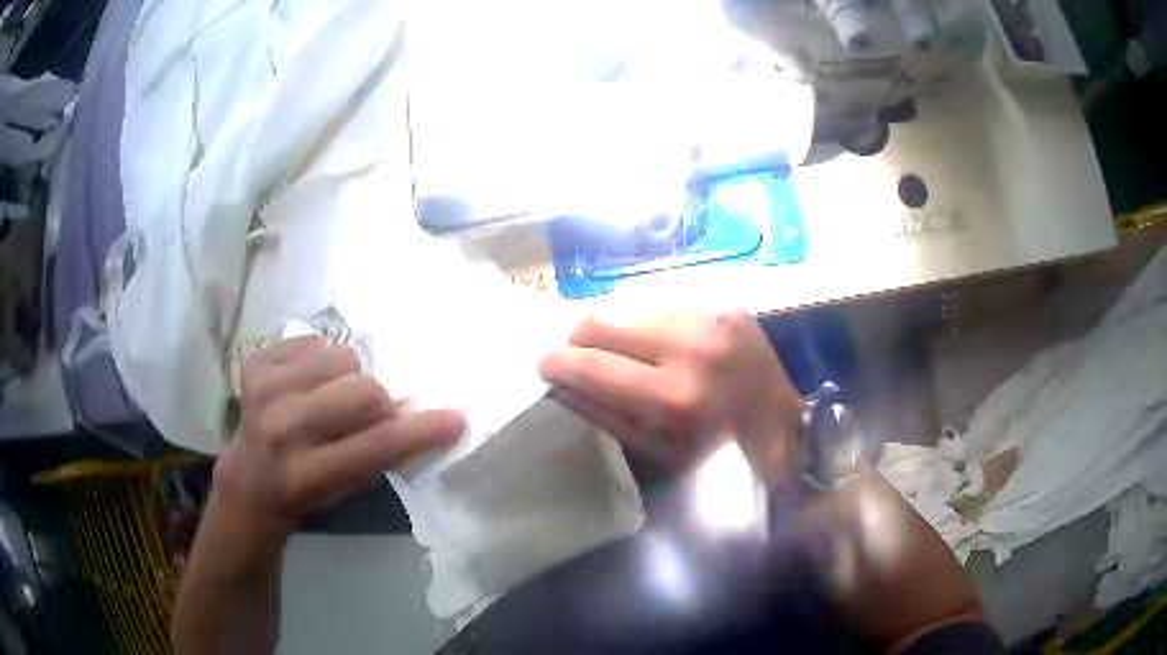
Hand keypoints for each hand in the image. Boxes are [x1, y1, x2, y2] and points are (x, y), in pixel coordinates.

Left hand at [212, 336, 465, 542]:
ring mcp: (263, 390)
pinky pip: (314, 341)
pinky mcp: (254, 362)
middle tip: (365, 413)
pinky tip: (305, 383)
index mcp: (308, 474)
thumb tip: (419, 415)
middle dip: (375, 401)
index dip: (420, 431)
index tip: (454, 419)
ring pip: (341, 357)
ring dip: (347, 377)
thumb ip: (381, 455)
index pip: (375, 446)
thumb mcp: (348, 489)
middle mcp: (282, 429)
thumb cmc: (308, 490)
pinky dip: (319, 361)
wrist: (250, 477)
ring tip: (329, 395)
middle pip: (361, 389)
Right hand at [538, 310, 805, 477]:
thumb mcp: (654, 452)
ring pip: (629, 301)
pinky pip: (663, 300)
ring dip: (612, 325)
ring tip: (617, 347)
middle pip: (604, 317)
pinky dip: (645, 320)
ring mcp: (713, 317)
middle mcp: (693, 346)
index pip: (593, 365)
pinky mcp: (725, 304)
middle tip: (579, 355)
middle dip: (579, 337)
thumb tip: (559, 384)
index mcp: (675, 397)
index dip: (558, 362)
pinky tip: (654, 340)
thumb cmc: (716, 455)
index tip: (544, 365)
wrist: (784, 428)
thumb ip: (602, 415)